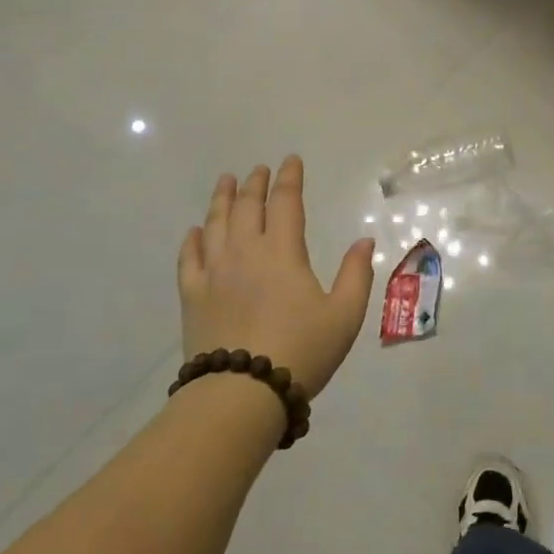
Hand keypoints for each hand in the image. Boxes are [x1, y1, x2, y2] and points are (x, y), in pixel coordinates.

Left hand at [177, 157, 375, 397]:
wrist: (242, 392)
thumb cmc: (301, 350)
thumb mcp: (344, 315)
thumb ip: (356, 274)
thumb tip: (364, 240)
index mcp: (283, 252)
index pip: (286, 203)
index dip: (289, 179)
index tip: (290, 161)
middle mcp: (245, 252)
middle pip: (248, 207)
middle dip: (255, 184)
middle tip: (258, 169)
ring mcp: (214, 273)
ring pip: (215, 224)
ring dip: (221, 199)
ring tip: (226, 181)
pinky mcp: (193, 296)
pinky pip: (189, 258)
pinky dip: (192, 240)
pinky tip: (195, 231)